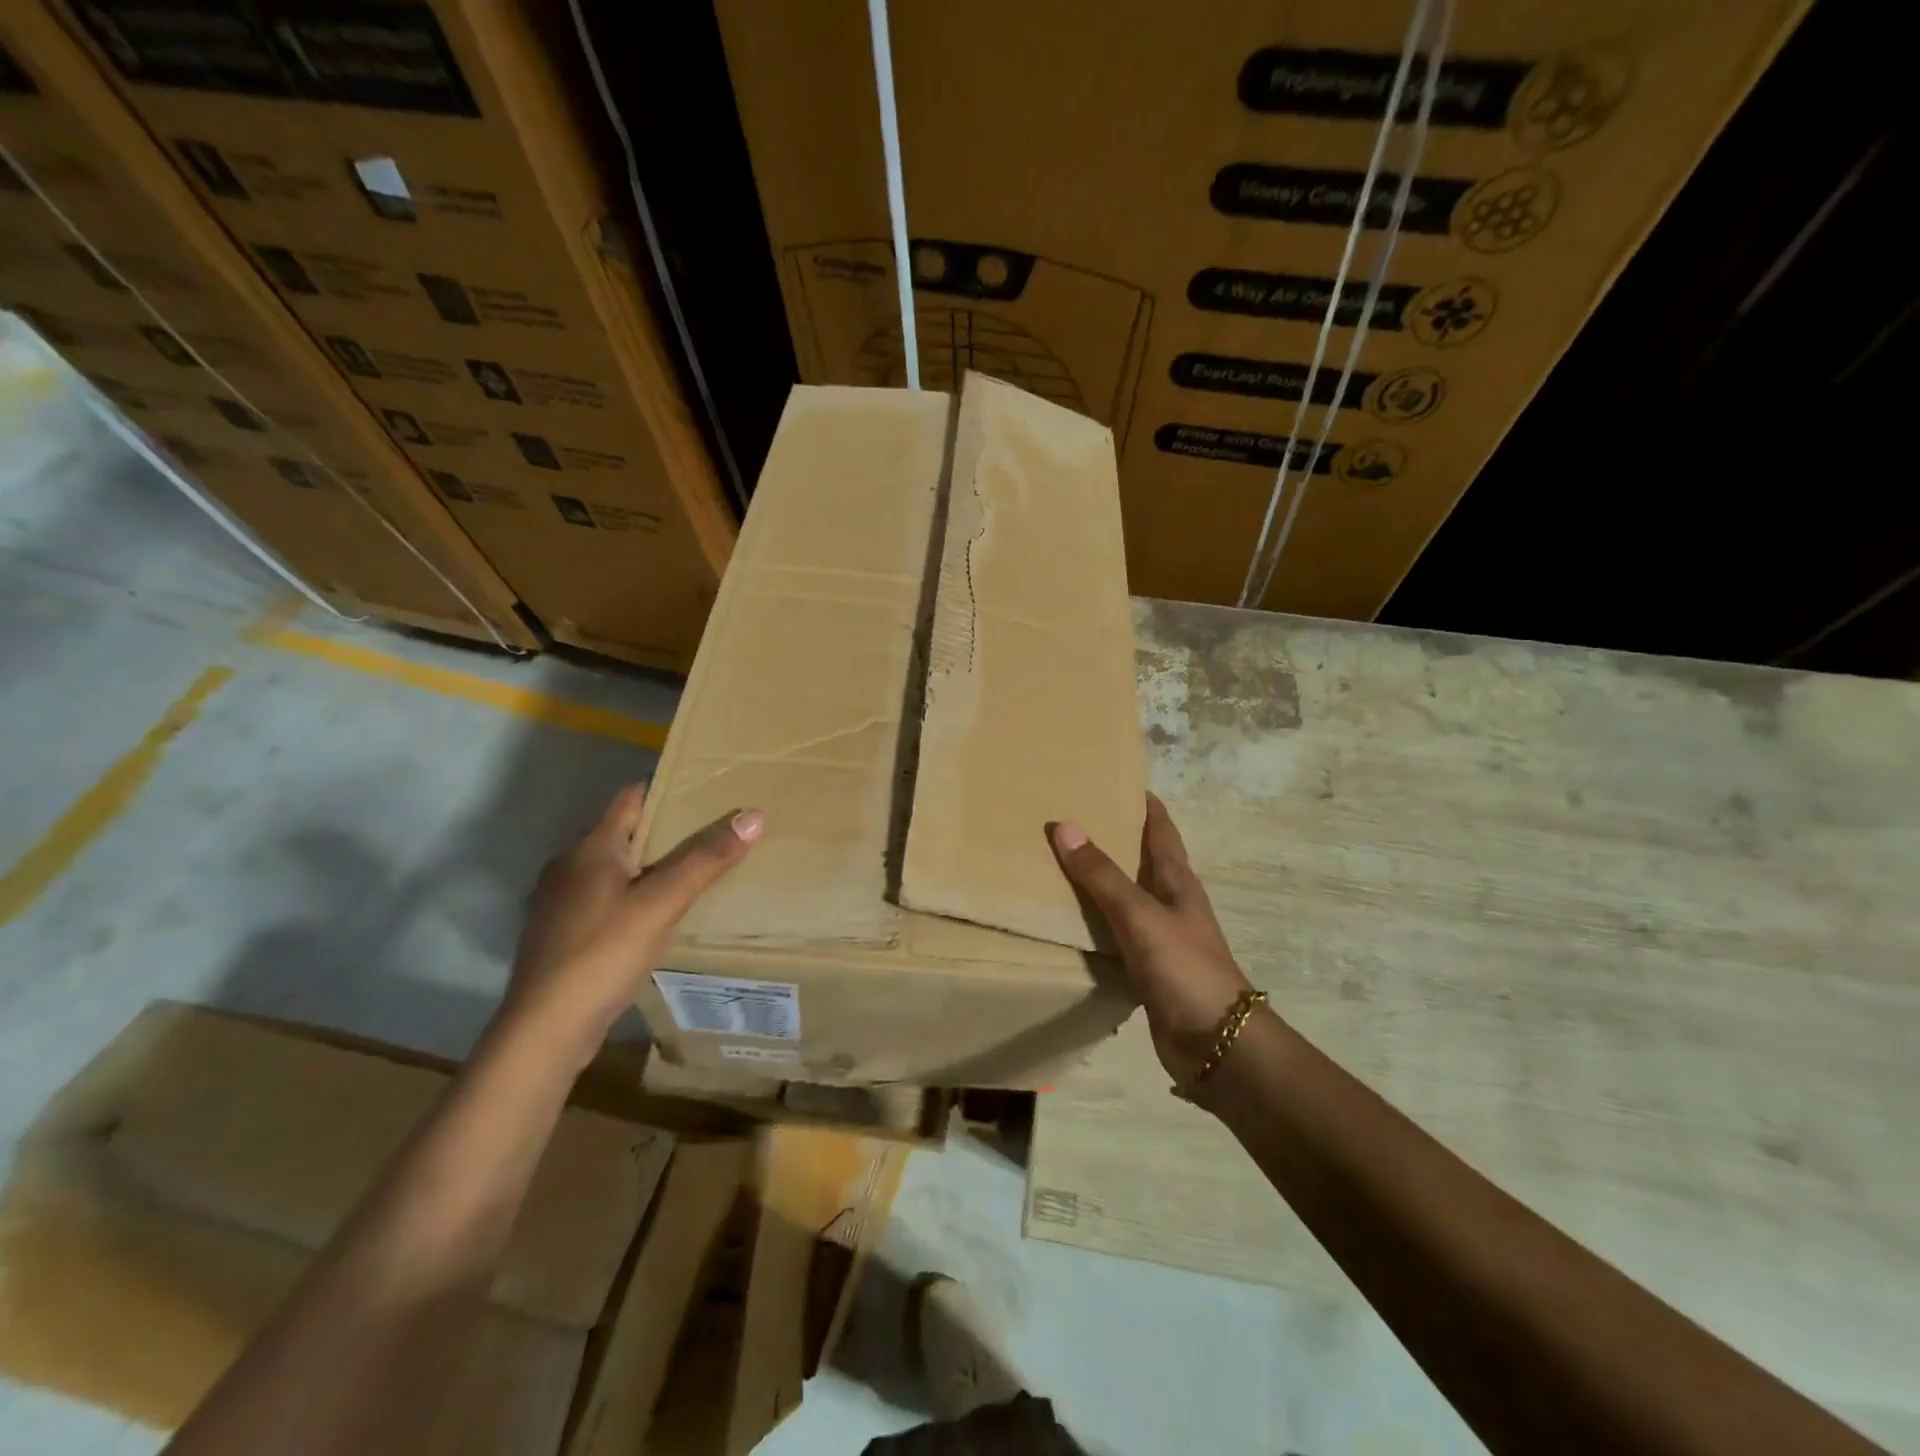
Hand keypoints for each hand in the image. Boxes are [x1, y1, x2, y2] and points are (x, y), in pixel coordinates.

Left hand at [505, 783, 761, 1065]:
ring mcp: (560, 903)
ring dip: (650, 866)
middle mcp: (569, 866)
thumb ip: (706, 858)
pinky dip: (634, 896)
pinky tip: (658, 917)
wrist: (546, 1029)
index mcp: (590, 848)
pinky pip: (606, 899)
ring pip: (615, 869)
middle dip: (666, 830)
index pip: (632, 797)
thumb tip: (753, 814)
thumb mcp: (663, 902)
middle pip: (624, 833)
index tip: (707, 790)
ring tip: (694, 873)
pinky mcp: (562, 935)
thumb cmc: (603, 953)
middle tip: (714, 832)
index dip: (668, 789)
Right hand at [1050, 793, 1252, 1084]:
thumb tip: (1065, 826)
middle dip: (1113, 838)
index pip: (1161, 830)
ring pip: (1125, 899)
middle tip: (1071, 819)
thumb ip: (1102, 875)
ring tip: (1059, 864)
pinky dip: (1095, 924)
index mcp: (1177, 882)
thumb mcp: (1140, 915)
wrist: (1216, 1043)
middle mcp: (1170, 903)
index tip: (1114, 779)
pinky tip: (1069, 924)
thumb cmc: (1184, 968)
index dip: (1143, 803)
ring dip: (1100, 882)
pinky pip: (1115, 936)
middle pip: (1141, 860)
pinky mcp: (1147, 969)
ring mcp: (1160, 938)